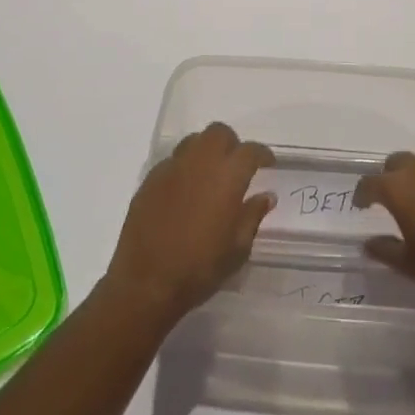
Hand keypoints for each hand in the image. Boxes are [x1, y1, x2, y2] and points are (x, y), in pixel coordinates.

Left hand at [104, 123, 275, 325]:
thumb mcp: (238, 249)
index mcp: (227, 175)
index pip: (250, 150)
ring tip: (210, 174)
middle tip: (236, 166)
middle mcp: (200, 161)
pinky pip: (173, 160)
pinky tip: (185, 191)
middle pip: (219, 133)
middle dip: (232, 144)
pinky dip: (184, 167)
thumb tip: (266, 195)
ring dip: (206, 150)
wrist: (146, 281)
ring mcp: (172, 167)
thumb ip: (253, 215)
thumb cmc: (200, 267)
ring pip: (194, 141)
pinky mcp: (151, 178)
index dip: (262, 154)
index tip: (268, 163)